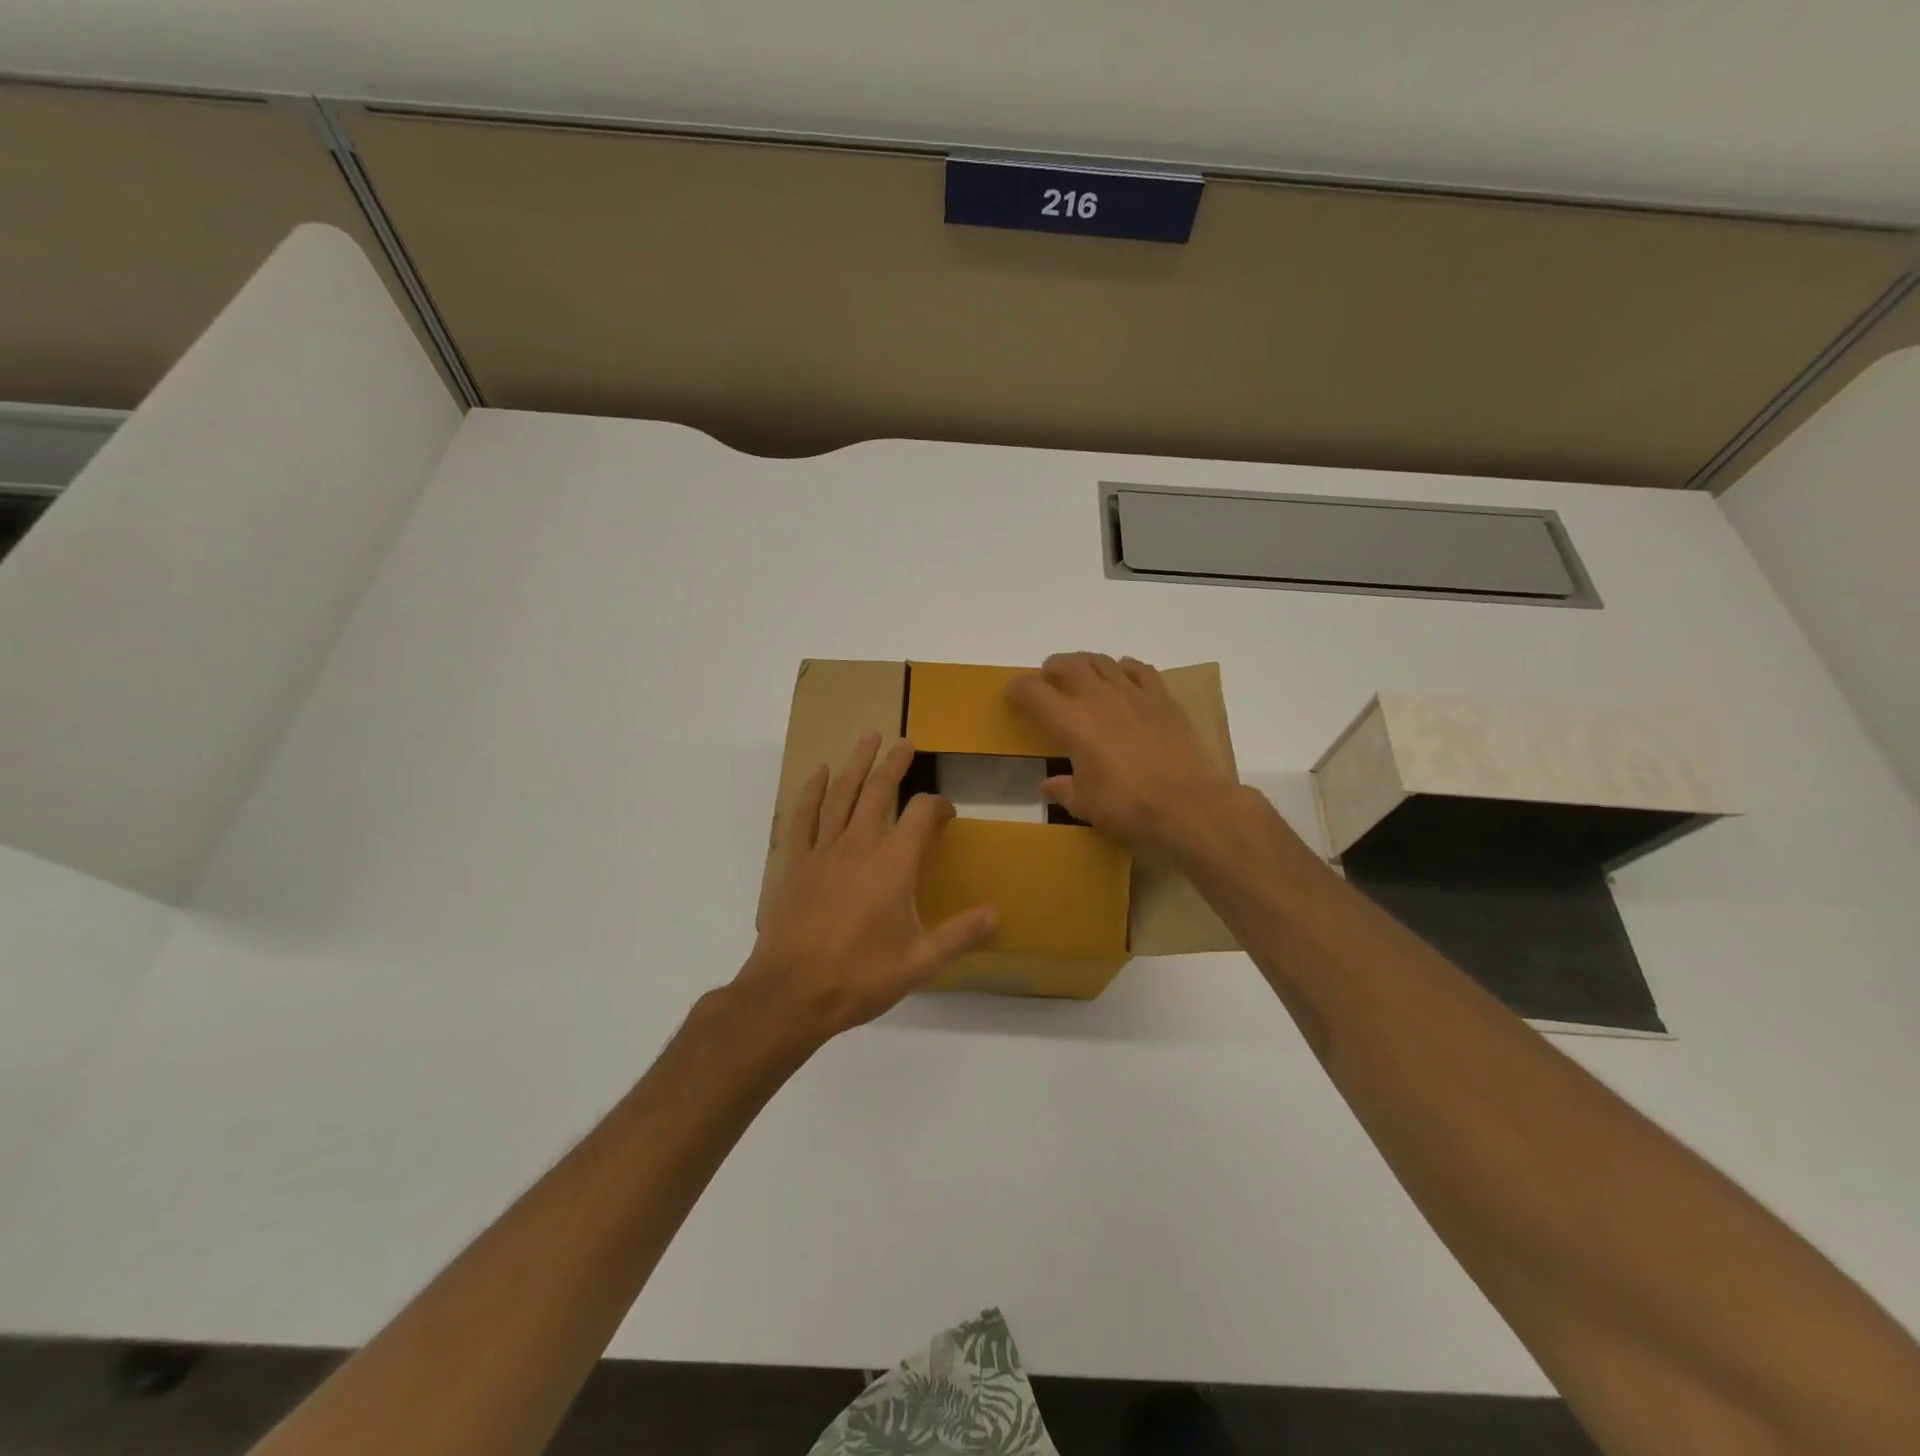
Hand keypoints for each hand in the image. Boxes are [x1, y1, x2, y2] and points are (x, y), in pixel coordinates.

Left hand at [735, 730, 997, 1043]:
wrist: (791, 993)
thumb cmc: (860, 976)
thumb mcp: (920, 962)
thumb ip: (961, 934)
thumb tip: (998, 912)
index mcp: (894, 863)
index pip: (922, 814)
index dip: (939, 805)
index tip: (947, 812)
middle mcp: (860, 844)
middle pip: (880, 790)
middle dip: (896, 763)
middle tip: (906, 742)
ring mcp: (824, 850)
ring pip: (843, 794)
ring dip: (857, 763)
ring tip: (868, 736)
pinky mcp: (796, 863)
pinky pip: (804, 816)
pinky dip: (812, 791)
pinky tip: (819, 773)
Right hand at [1007, 652, 1239, 857]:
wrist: (1189, 806)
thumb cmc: (1129, 808)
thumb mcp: (1086, 805)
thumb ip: (1063, 790)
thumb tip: (1049, 785)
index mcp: (1072, 723)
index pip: (1035, 693)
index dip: (1018, 689)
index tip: (1013, 692)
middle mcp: (1099, 698)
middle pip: (1069, 664)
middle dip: (1053, 667)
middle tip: (1048, 678)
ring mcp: (1134, 694)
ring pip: (1103, 661)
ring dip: (1086, 664)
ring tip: (1082, 675)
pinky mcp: (1163, 699)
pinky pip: (1139, 670)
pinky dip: (1125, 668)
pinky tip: (1124, 678)